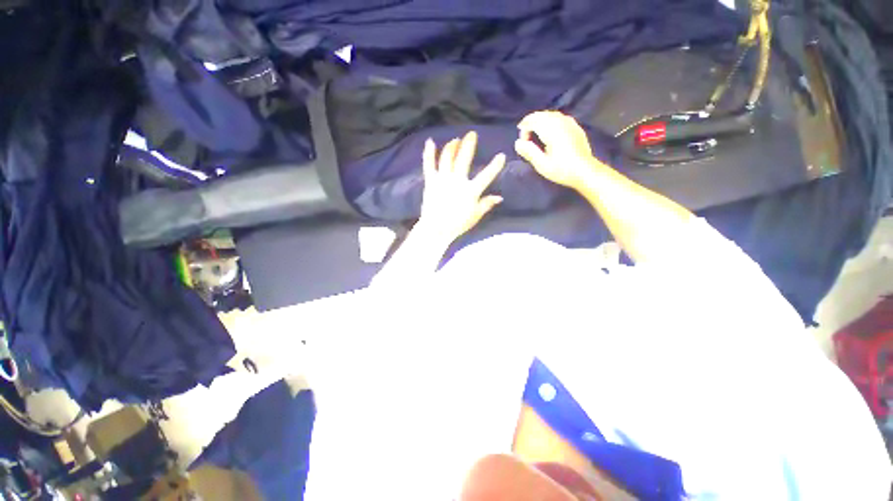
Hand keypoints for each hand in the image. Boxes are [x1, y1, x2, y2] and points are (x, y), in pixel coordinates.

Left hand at [418, 131, 506, 243]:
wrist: (436, 229)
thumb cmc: (457, 224)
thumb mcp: (475, 216)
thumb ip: (486, 204)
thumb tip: (499, 197)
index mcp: (470, 190)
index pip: (486, 175)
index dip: (495, 165)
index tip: (501, 155)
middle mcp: (457, 181)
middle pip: (464, 159)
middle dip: (469, 145)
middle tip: (471, 134)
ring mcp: (443, 179)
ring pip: (447, 158)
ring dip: (451, 147)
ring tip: (455, 140)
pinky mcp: (431, 181)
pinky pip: (429, 164)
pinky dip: (429, 153)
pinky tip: (430, 141)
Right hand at [514, 111, 603, 189]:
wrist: (585, 171)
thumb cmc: (562, 170)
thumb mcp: (542, 165)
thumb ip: (529, 152)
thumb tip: (517, 143)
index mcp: (552, 131)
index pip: (534, 121)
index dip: (524, 128)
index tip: (522, 142)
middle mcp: (561, 123)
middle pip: (542, 115)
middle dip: (531, 121)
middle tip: (524, 133)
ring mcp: (570, 124)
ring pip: (552, 114)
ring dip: (540, 119)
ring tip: (534, 131)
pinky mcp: (576, 128)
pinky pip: (560, 117)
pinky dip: (550, 120)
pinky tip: (549, 130)